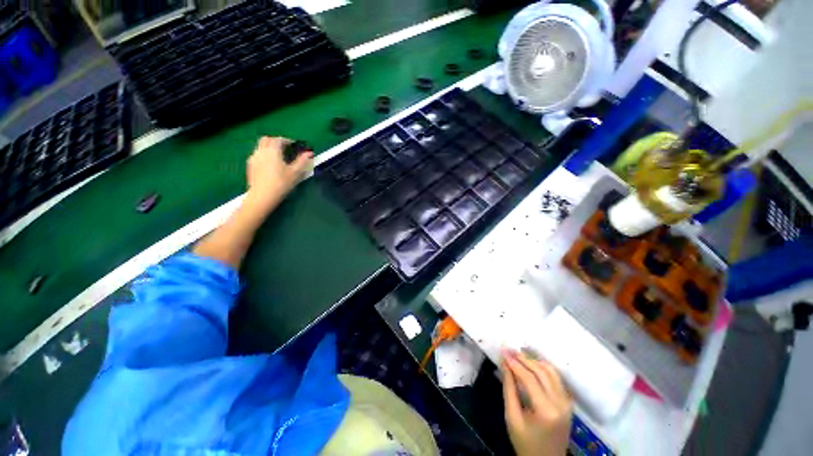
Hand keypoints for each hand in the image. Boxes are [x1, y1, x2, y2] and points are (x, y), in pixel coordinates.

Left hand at [245, 136, 312, 209]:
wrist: (263, 195)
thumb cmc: (281, 183)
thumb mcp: (295, 172)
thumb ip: (302, 161)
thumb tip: (309, 153)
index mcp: (273, 150)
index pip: (279, 139)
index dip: (287, 140)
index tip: (294, 145)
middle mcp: (261, 151)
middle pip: (266, 139)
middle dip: (275, 141)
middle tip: (284, 148)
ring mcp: (254, 158)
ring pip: (260, 146)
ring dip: (269, 147)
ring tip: (277, 156)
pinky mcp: (250, 165)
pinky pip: (257, 154)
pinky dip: (264, 154)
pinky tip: (269, 163)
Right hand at [502, 350, 572, 455]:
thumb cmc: (525, 443)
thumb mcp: (512, 417)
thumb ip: (509, 389)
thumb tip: (505, 364)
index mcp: (546, 410)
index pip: (529, 378)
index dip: (515, 363)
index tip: (503, 351)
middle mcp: (561, 403)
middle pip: (541, 372)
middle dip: (523, 358)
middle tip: (509, 349)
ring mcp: (567, 402)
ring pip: (551, 372)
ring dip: (534, 360)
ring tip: (518, 354)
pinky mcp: (568, 402)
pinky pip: (556, 378)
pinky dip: (543, 368)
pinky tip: (531, 363)